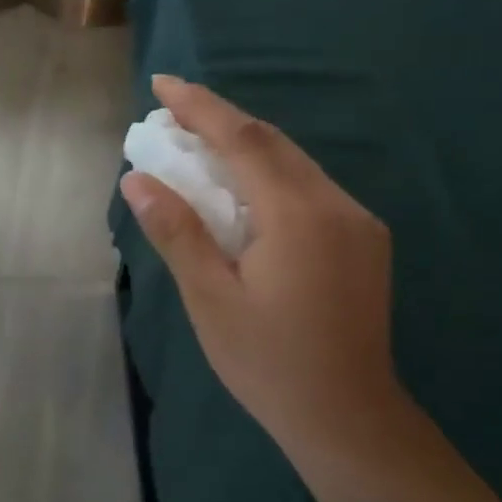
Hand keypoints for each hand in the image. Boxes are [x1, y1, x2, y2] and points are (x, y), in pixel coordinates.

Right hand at [120, 75, 402, 455]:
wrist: (347, 417)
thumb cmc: (268, 362)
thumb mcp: (210, 298)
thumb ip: (177, 232)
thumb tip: (138, 180)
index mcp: (297, 216)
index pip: (244, 140)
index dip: (201, 107)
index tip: (162, 84)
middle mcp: (336, 205)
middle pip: (272, 143)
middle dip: (219, 121)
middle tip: (170, 116)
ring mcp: (357, 223)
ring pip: (294, 164)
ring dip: (244, 148)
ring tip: (196, 149)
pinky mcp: (363, 241)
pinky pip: (309, 189)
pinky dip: (268, 176)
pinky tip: (242, 192)